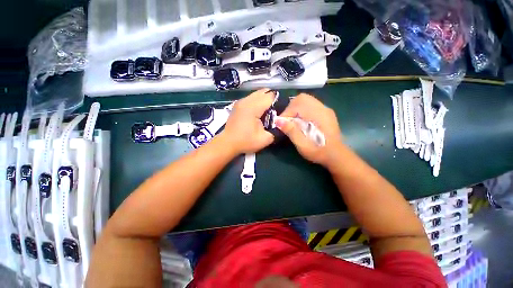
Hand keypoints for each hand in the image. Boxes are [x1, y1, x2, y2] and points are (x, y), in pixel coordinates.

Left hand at [221, 88, 274, 153]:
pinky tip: (258, 112)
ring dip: (264, 100)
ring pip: (257, 93)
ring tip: (267, 112)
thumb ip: (277, 129)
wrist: (228, 143)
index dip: (278, 102)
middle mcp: (246, 100)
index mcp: (253, 107)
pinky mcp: (238, 104)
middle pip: (264, 92)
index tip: (280, 111)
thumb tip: (282, 121)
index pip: (270, 96)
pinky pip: (251, 97)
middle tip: (274, 112)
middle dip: (271, 99)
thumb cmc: (246, 142)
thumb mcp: (265, 139)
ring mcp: (240, 101)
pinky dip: (257, 101)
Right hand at [276, 93, 342, 167]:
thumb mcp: (302, 145)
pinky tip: (302, 121)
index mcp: (318, 115)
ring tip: (293, 120)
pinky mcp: (325, 113)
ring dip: (296, 108)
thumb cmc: (318, 151)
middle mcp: (322, 109)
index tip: (281, 123)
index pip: (298, 104)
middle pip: (302, 98)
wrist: (336, 156)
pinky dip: (302, 110)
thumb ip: (291, 131)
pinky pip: (311, 105)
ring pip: (306, 100)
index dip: (286, 113)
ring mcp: (325, 110)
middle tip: (287, 120)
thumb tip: (277, 120)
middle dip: (291, 108)